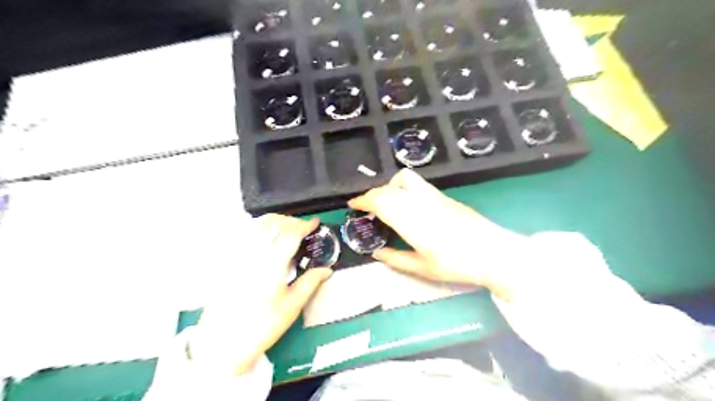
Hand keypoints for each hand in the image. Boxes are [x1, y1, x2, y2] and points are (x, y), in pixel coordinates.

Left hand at [186, 215, 332, 377]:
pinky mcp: (228, 259)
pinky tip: (266, 235)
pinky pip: (244, 232)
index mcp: (272, 266)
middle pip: (274, 223)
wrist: (223, 342)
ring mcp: (238, 255)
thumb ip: (311, 282)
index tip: (315, 223)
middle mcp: (253, 254)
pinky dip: (259, 226)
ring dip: (275, 220)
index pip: (290, 234)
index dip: (305, 225)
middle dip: (292, 220)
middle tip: (303, 228)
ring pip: (257, 224)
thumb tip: (328, 270)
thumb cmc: (262, 326)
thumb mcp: (292, 306)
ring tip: (287, 228)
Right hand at [346, 167, 520, 297]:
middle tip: (366, 208)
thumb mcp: (422, 268)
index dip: (362, 200)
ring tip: (387, 202)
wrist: (494, 252)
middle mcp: (419, 202)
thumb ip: (396, 259)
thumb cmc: (456, 264)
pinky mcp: (444, 195)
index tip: (352, 205)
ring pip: (404, 178)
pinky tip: (407, 203)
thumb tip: (376, 253)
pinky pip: (417, 183)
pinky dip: (403, 187)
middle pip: (388, 188)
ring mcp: (433, 195)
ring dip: (389, 186)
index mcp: (411, 221)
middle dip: (371, 194)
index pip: (379, 201)